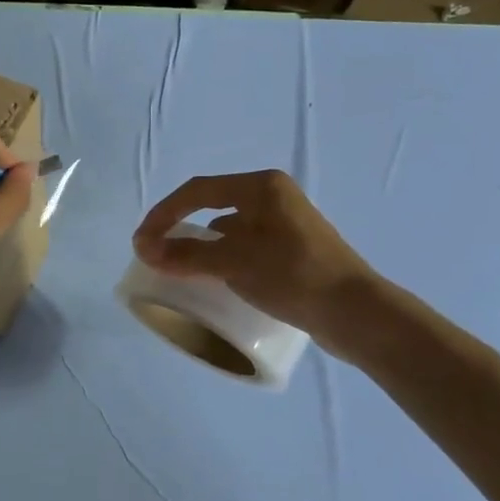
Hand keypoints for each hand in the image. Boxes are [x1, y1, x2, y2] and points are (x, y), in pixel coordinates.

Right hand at [132, 171, 381, 341]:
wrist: (358, 314)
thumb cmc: (295, 276)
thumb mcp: (235, 262)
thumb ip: (187, 255)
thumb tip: (143, 248)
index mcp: (261, 187)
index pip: (197, 191)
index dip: (163, 214)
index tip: (141, 242)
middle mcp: (273, 197)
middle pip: (211, 206)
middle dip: (179, 227)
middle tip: (155, 253)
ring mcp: (285, 224)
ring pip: (229, 229)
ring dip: (201, 245)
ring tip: (180, 270)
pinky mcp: (292, 250)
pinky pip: (244, 247)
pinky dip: (223, 258)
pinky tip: (218, 280)